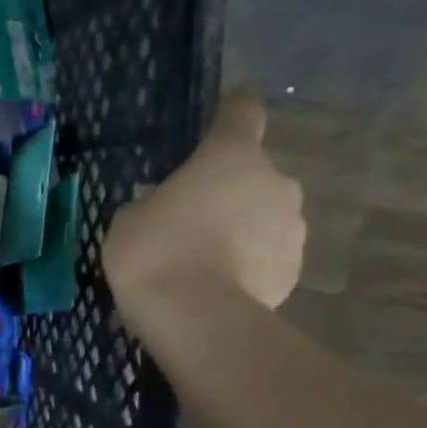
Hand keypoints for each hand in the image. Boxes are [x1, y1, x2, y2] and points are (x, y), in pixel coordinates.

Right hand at [101, 92, 305, 319]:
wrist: (195, 315)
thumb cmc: (154, 250)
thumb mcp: (131, 219)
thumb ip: (154, 202)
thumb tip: (168, 206)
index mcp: (230, 156)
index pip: (241, 114)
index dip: (231, 112)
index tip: (223, 116)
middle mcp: (273, 181)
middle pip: (253, 173)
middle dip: (229, 190)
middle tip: (193, 218)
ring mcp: (292, 226)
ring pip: (265, 215)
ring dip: (243, 227)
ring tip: (206, 259)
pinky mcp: (295, 268)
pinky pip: (269, 254)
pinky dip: (250, 263)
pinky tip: (220, 284)